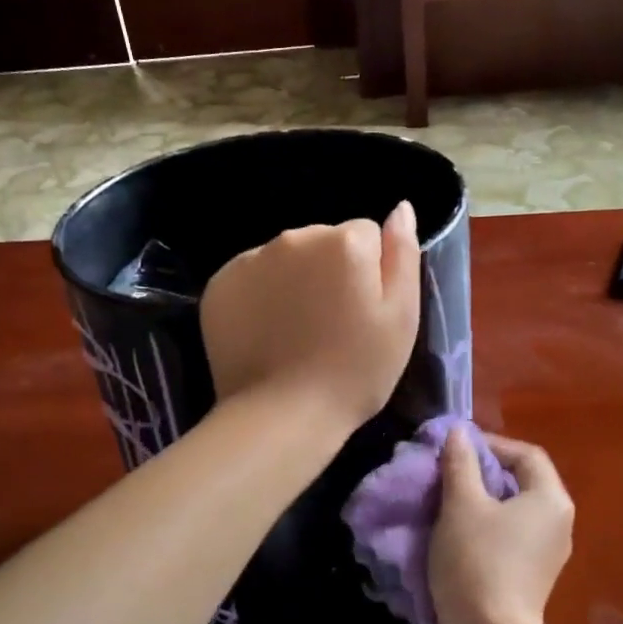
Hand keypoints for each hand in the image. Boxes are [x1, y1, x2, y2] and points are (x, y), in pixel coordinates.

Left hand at [200, 203, 420, 433]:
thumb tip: (401, 208)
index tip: (363, 311)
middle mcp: (293, 237)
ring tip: (298, 331)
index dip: (370, 273)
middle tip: (332, 324)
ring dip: (295, 281)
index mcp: (343, 242)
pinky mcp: (220, 284)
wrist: (283, 415)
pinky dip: (261, 295)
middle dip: (330, 271)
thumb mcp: (402, 317)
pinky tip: (268, 332)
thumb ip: (402, 254)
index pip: (365, 235)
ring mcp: (250, 259)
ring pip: (286, 258)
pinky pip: (252, 276)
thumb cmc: (355, 371)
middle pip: (323, 242)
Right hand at [430, 428, 574, 623]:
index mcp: (550, 500)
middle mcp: (558, 524)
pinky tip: (454, 536)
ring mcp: (546, 554)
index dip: (489, 444)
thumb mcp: (462, 504)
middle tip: (445, 475)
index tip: (454, 450)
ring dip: (478, 502)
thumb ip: (460, 463)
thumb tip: (458, 434)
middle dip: (480, 473)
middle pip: (519, 482)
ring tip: (443, 503)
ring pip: (511, 512)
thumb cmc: (477, 560)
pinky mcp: (531, 578)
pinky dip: (483, 529)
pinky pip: (509, 538)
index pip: (525, 454)